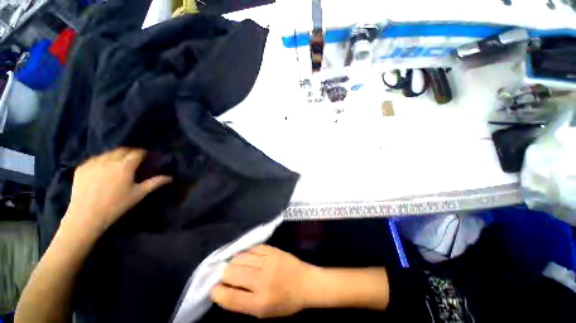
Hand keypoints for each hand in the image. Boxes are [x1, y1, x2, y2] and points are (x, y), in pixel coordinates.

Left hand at [65, 147, 171, 234]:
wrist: (86, 216)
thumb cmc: (116, 205)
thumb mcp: (138, 194)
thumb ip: (155, 183)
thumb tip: (170, 177)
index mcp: (124, 166)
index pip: (137, 153)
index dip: (143, 153)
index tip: (146, 156)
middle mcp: (109, 160)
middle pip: (122, 150)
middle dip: (130, 152)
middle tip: (134, 159)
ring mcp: (93, 163)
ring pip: (108, 153)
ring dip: (116, 155)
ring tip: (118, 163)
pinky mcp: (81, 167)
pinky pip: (95, 159)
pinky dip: (102, 160)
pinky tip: (103, 169)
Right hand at [211, 245, 315, 318]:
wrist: (306, 283)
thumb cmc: (285, 302)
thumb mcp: (263, 312)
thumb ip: (243, 302)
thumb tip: (225, 289)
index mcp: (260, 303)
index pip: (230, 297)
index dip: (217, 292)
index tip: (214, 289)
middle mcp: (263, 281)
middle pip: (233, 272)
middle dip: (224, 274)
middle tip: (226, 275)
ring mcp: (269, 263)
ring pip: (241, 258)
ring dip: (233, 261)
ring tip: (234, 264)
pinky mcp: (274, 251)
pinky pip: (253, 248)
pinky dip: (245, 252)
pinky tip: (244, 255)